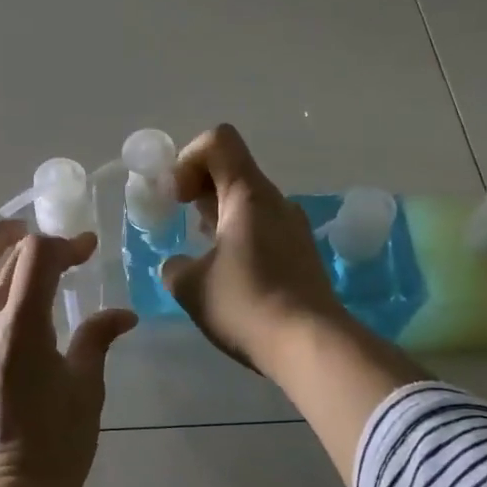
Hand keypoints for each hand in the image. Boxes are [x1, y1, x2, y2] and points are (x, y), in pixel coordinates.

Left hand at [0, 218, 136, 486]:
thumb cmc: (56, 445)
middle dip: (2, 235)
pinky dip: (0, 291)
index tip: (89, 249)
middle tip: (32, 230)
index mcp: (20, 329)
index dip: (63, 243)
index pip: (33, 258)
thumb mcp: (86, 389)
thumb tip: (121, 315)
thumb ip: (97, 340)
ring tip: (36, 260)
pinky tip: (31, 302)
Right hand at [161, 124, 425, 484]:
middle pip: (232, 169)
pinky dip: (239, 236)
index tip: (175, 198)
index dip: (187, 159)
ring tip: (202, 253)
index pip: (218, 141)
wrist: (311, 345)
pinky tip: (229, 274)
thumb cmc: (246, 305)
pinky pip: (263, 227)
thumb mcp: (191, 287)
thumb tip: (178, 264)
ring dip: (218, 215)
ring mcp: (293, 227)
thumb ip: (174, 266)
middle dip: (198, 188)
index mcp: (248, 194)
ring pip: (248, 201)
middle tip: (180, 222)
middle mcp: (275, 201)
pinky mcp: (302, 253)